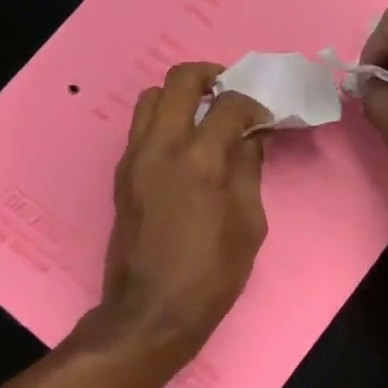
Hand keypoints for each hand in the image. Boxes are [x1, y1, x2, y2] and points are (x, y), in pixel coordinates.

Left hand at [99, 63, 271, 361]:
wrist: (151, 311)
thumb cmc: (211, 273)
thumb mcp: (249, 223)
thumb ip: (249, 170)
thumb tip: (252, 138)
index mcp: (200, 159)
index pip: (229, 104)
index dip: (253, 104)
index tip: (265, 118)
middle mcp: (161, 147)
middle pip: (180, 79)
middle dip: (210, 76)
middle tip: (230, 94)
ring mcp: (135, 157)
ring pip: (151, 97)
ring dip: (181, 96)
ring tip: (204, 116)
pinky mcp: (122, 173)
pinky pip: (141, 126)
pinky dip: (165, 121)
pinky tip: (186, 146)